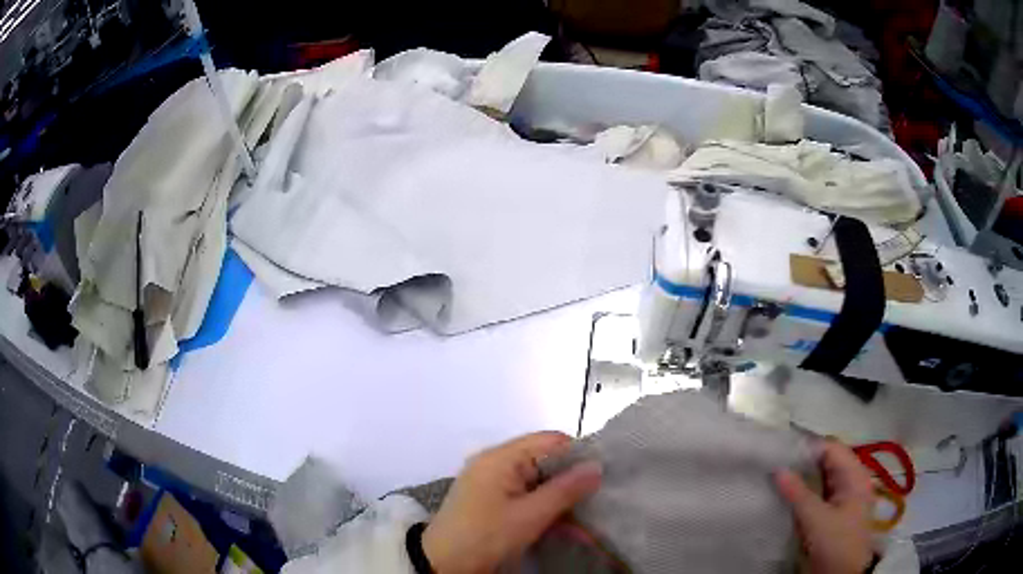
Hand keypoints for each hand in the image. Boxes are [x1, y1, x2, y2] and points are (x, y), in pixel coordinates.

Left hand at [422, 431, 602, 573]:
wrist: (442, 564)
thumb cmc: (486, 536)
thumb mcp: (530, 516)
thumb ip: (565, 490)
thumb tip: (597, 466)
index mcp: (501, 457)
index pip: (550, 441)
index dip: (578, 455)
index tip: (601, 477)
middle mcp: (495, 463)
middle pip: (545, 461)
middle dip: (571, 481)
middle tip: (597, 500)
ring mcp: (490, 482)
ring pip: (537, 481)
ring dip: (560, 499)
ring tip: (584, 518)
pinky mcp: (489, 500)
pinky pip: (525, 495)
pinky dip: (544, 508)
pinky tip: (563, 525)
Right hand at [775, 440, 875, 573]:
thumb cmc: (835, 542)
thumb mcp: (816, 519)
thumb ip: (797, 493)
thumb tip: (778, 469)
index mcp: (855, 475)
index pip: (832, 448)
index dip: (809, 448)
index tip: (782, 452)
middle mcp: (853, 480)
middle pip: (828, 462)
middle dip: (804, 463)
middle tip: (776, 465)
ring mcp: (846, 497)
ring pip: (823, 479)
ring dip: (804, 479)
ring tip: (778, 479)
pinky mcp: (837, 512)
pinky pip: (821, 494)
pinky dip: (806, 492)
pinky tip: (789, 497)